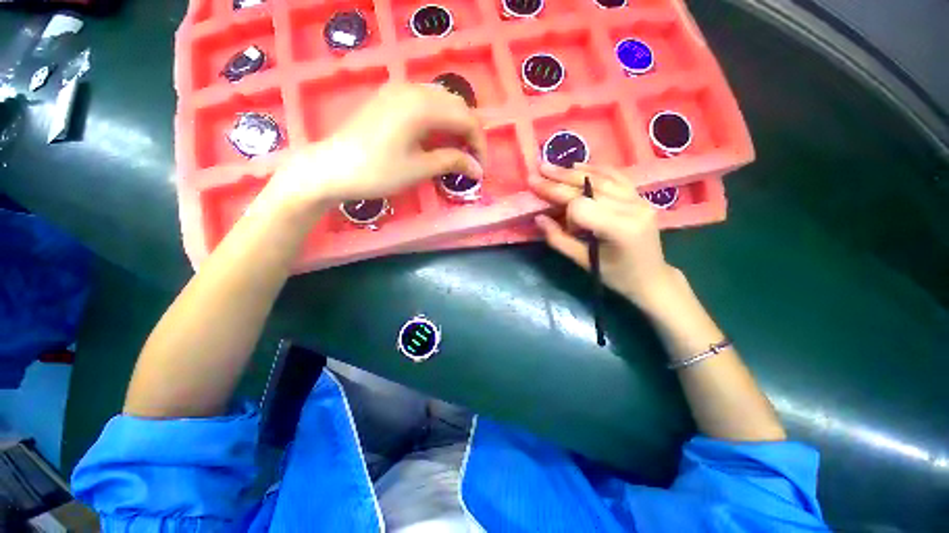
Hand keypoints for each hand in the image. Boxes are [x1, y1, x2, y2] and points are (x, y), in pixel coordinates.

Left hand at [267, 83, 486, 210]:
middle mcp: (414, 89)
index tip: (480, 167)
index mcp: (423, 107)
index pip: (466, 119)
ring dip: (456, 121)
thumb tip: (477, 169)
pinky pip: (425, 98)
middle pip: (457, 104)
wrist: (333, 167)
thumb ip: (451, 162)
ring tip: (457, 147)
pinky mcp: (389, 95)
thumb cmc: (377, 172)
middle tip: (470, 158)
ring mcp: (399, 89)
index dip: (479, 143)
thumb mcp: (419, 169)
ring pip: (442, 98)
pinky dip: (439, 115)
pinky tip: (436, 133)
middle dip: (470, 131)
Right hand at [528, 162, 686, 314]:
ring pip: (601, 178)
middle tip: (537, 172)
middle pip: (589, 187)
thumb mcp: (583, 262)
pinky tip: (578, 165)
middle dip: (559, 181)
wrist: (651, 277)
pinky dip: (595, 169)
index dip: (564, 211)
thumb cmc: (616, 276)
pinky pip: (616, 176)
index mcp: (619, 228)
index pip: (581, 206)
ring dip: (573, 172)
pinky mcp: (640, 196)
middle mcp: (632, 208)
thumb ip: (558, 239)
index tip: (558, 221)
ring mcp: (639, 199)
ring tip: (551, 167)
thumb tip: (538, 218)